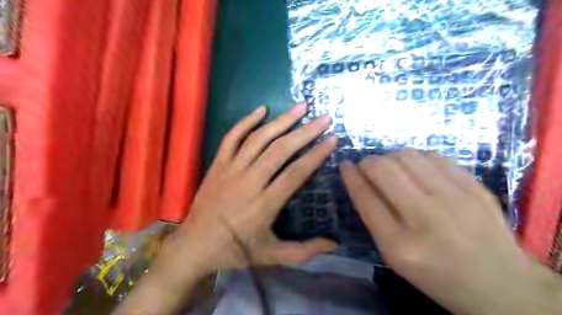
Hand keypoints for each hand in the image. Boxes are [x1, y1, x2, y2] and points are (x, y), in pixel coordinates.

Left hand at [166, 102, 334, 275]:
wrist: (193, 246)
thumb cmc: (234, 251)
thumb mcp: (271, 256)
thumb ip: (303, 251)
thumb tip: (334, 244)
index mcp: (264, 204)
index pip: (296, 173)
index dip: (316, 155)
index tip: (332, 139)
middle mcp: (249, 181)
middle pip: (280, 150)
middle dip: (305, 131)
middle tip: (324, 117)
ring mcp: (231, 169)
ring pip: (259, 138)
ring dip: (281, 120)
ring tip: (301, 107)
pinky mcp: (217, 164)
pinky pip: (231, 137)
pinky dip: (246, 121)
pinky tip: (262, 109)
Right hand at [340, 150, 559, 314]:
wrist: (499, 284)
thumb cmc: (435, 273)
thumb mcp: (395, 255)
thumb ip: (374, 217)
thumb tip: (360, 179)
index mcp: (400, 244)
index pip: (365, 197)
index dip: (351, 176)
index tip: (345, 164)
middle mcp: (427, 217)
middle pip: (384, 170)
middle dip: (369, 162)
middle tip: (368, 167)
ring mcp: (455, 199)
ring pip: (408, 157)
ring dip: (391, 158)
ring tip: (392, 168)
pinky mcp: (475, 188)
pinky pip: (434, 157)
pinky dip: (417, 159)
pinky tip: (417, 170)